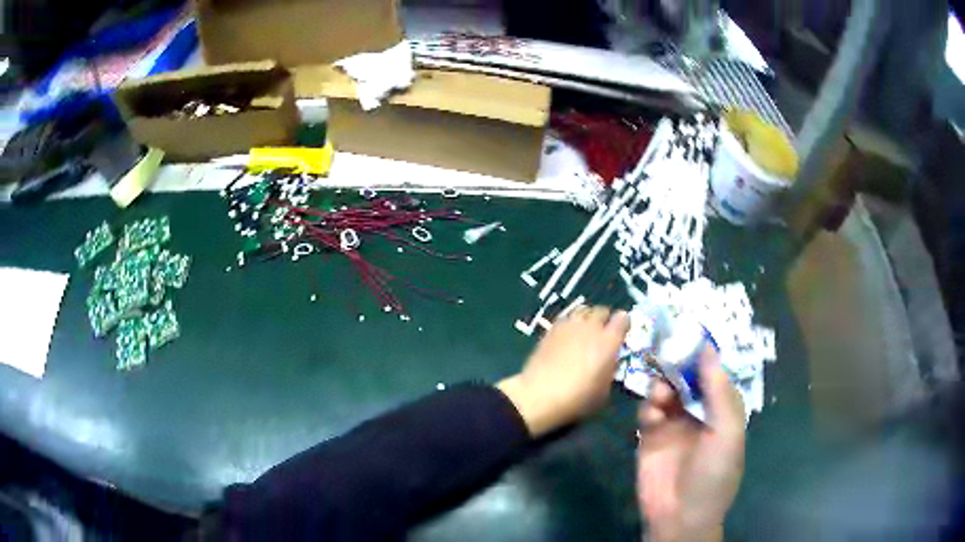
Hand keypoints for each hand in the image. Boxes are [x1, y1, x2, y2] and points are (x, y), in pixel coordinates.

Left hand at [498, 305, 629, 436]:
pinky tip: (568, 335)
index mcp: (609, 341)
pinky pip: (567, 318)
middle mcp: (591, 327)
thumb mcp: (604, 390)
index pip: (623, 319)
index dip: (624, 323)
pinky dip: (571, 323)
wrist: (540, 394)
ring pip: (583, 310)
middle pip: (602, 311)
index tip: (623, 330)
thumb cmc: (578, 398)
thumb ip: (610, 369)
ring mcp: (570, 325)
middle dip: (605, 319)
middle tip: (603, 332)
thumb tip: (610, 360)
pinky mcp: (551, 328)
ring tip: (585, 330)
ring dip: (587, 318)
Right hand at [637, 348, 744, 541]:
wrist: (681, 516)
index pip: (714, 374)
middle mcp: (699, 413)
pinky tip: (653, 413)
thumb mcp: (726, 432)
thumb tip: (709, 349)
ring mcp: (673, 425)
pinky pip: (648, 412)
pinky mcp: (650, 437)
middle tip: (667, 350)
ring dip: (663, 386)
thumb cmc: (714, 473)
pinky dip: (649, 406)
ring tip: (662, 394)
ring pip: (666, 391)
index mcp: (722, 411)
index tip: (691, 332)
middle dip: (678, 365)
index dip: (704, 355)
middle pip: (687, 379)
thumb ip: (718, 392)